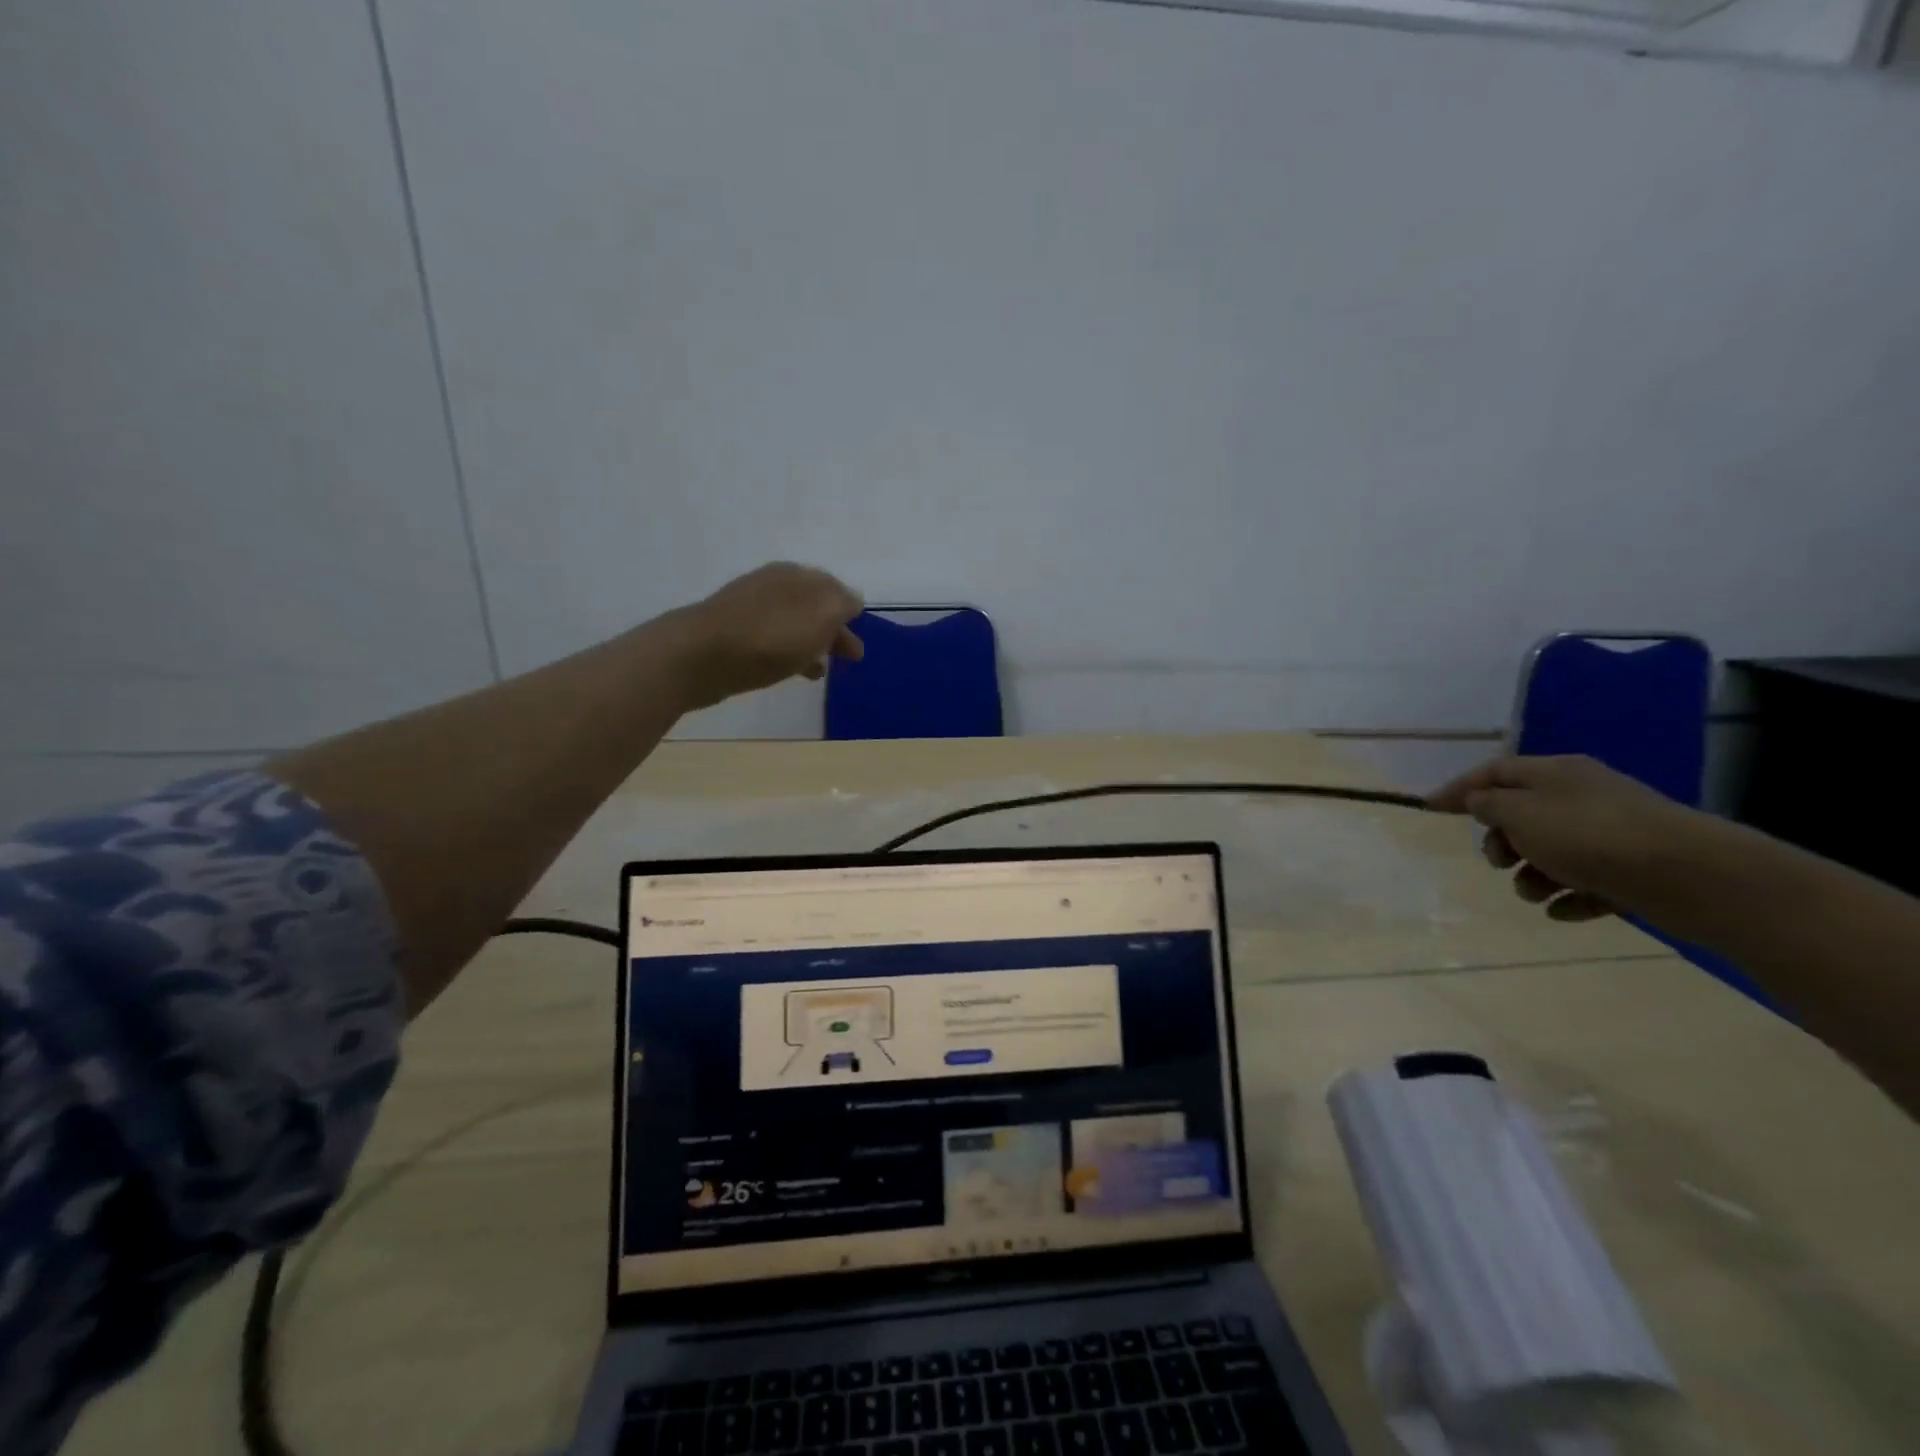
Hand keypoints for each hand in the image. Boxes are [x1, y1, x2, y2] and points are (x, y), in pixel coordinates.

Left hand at [675, 562, 863, 710]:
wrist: (699, 656)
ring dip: (812, 643)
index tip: (862, 633)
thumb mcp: (821, 616)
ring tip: (824, 668)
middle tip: (850, 656)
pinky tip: (794, 672)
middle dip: (834, 628)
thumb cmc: (770, 636)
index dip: (850, 611)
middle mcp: (773, 584)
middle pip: (813, 606)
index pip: (834, 588)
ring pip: (794, 624)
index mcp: (796, 575)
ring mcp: (750, 609)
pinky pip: (773, 641)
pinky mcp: (732, 635)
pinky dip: (790, 653)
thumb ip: (842, 604)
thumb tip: (852, 600)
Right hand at [1427, 754, 1705, 921]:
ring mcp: (1611, 833)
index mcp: (1555, 773)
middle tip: (1497, 862)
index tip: (1429, 809)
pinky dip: (1568, 896)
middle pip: (1522, 814)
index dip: (1459, 789)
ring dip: (1532, 874)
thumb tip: (1479, 802)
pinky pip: (1586, 882)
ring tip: (1534, 893)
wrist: (1691, 875)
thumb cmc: (1590, 836)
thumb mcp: (1521, 813)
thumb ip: (1489, 805)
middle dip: (1501, 840)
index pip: (1494, 772)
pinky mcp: (1633, 870)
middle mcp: (1582, 797)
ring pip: (1552, 852)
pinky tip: (1561, 911)